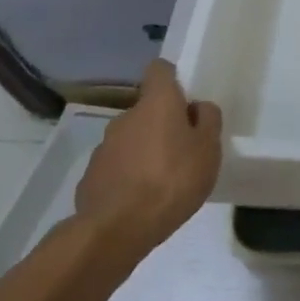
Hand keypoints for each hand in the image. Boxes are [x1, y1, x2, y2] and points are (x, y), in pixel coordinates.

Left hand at [74, 59, 221, 251]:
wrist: (116, 230)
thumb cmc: (172, 180)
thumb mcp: (208, 149)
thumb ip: (208, 120)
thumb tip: (197, 108)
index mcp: (157, 103)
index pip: (159, 70)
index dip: (171, 78)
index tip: (184, 98)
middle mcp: (126, 116)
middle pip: (147, 109)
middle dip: (162, 124)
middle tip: (182, 150)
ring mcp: (104, 147)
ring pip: (130, 139)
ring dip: (144, 151)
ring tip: (161, 181)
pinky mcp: (91, 176)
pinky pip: (116, 167)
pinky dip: (127, 176)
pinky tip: (139, 200)